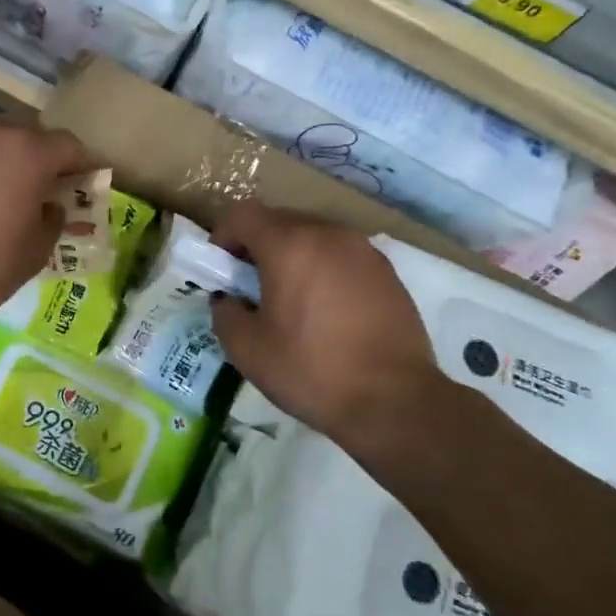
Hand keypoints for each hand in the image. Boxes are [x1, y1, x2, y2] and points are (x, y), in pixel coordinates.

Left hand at [0, 117, 92, 335]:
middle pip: (27, 130)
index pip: (69, 145)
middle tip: (41, 183)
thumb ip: (52, 220)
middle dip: (40, 152)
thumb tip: (50, 206)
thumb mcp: (35, 253)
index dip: (81, 164)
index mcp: (28, 154)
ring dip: (1, 155)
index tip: (83, 183)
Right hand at [210, 202, 456, 455]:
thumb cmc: (311, 370)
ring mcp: (363, 251)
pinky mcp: (387, 273)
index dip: (223, 235)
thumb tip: (227, 299)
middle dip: (257, 245)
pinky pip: (342, 256)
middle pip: (280, 220)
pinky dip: (324, 270)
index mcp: (290, 246)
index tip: (221, 268)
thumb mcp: (247, 349)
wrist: (394, 401)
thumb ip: (224, 313)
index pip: (243, 214)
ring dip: (293, 256)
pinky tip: (325, 310)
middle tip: (250, 285)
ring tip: (289, 298)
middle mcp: (328, 235)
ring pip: (314, 236)